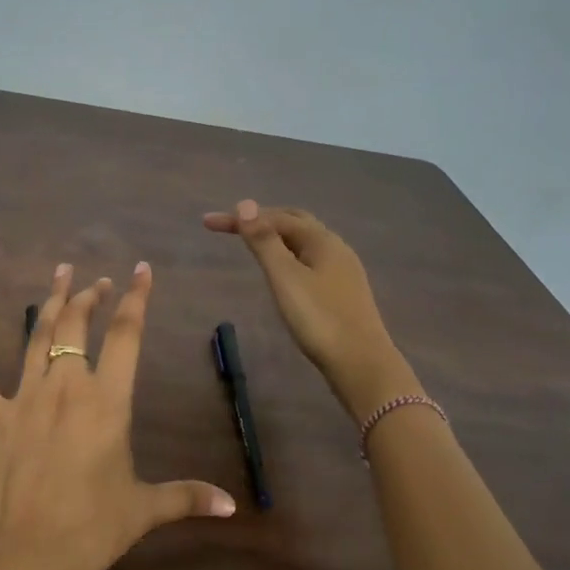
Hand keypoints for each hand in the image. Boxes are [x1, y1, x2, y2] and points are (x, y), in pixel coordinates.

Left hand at [0, 262, 235, 569]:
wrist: (31, 553)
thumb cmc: (94, 527)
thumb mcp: (146, 508)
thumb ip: (188, 497)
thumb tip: (231, 506)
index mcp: (106, 400)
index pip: (125, 335)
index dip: (135, 299)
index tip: (140, 271)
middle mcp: (66, 386)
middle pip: (77, 325)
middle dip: (90, 297)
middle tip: (98, 282)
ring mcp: (25, 398)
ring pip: (37, 337)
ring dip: (50, 303)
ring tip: (60, 275)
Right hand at [203, 200, 406, 422]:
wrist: (361, 364)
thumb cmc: (319, 319)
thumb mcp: (285, 278)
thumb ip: (264, 241)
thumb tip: (245, 204)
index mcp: (321, 240)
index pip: (275, 217)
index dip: (241, 218)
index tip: (208, 223)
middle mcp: (335, 248)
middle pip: (295, 222)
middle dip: (262, 219)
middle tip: (231, 227)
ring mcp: (343, 270)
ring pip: (305, 242)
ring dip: (276, 236)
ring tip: (252, 244)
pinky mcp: (343, 291)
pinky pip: (311, 259)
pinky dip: (289, 254)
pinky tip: (283, 271)